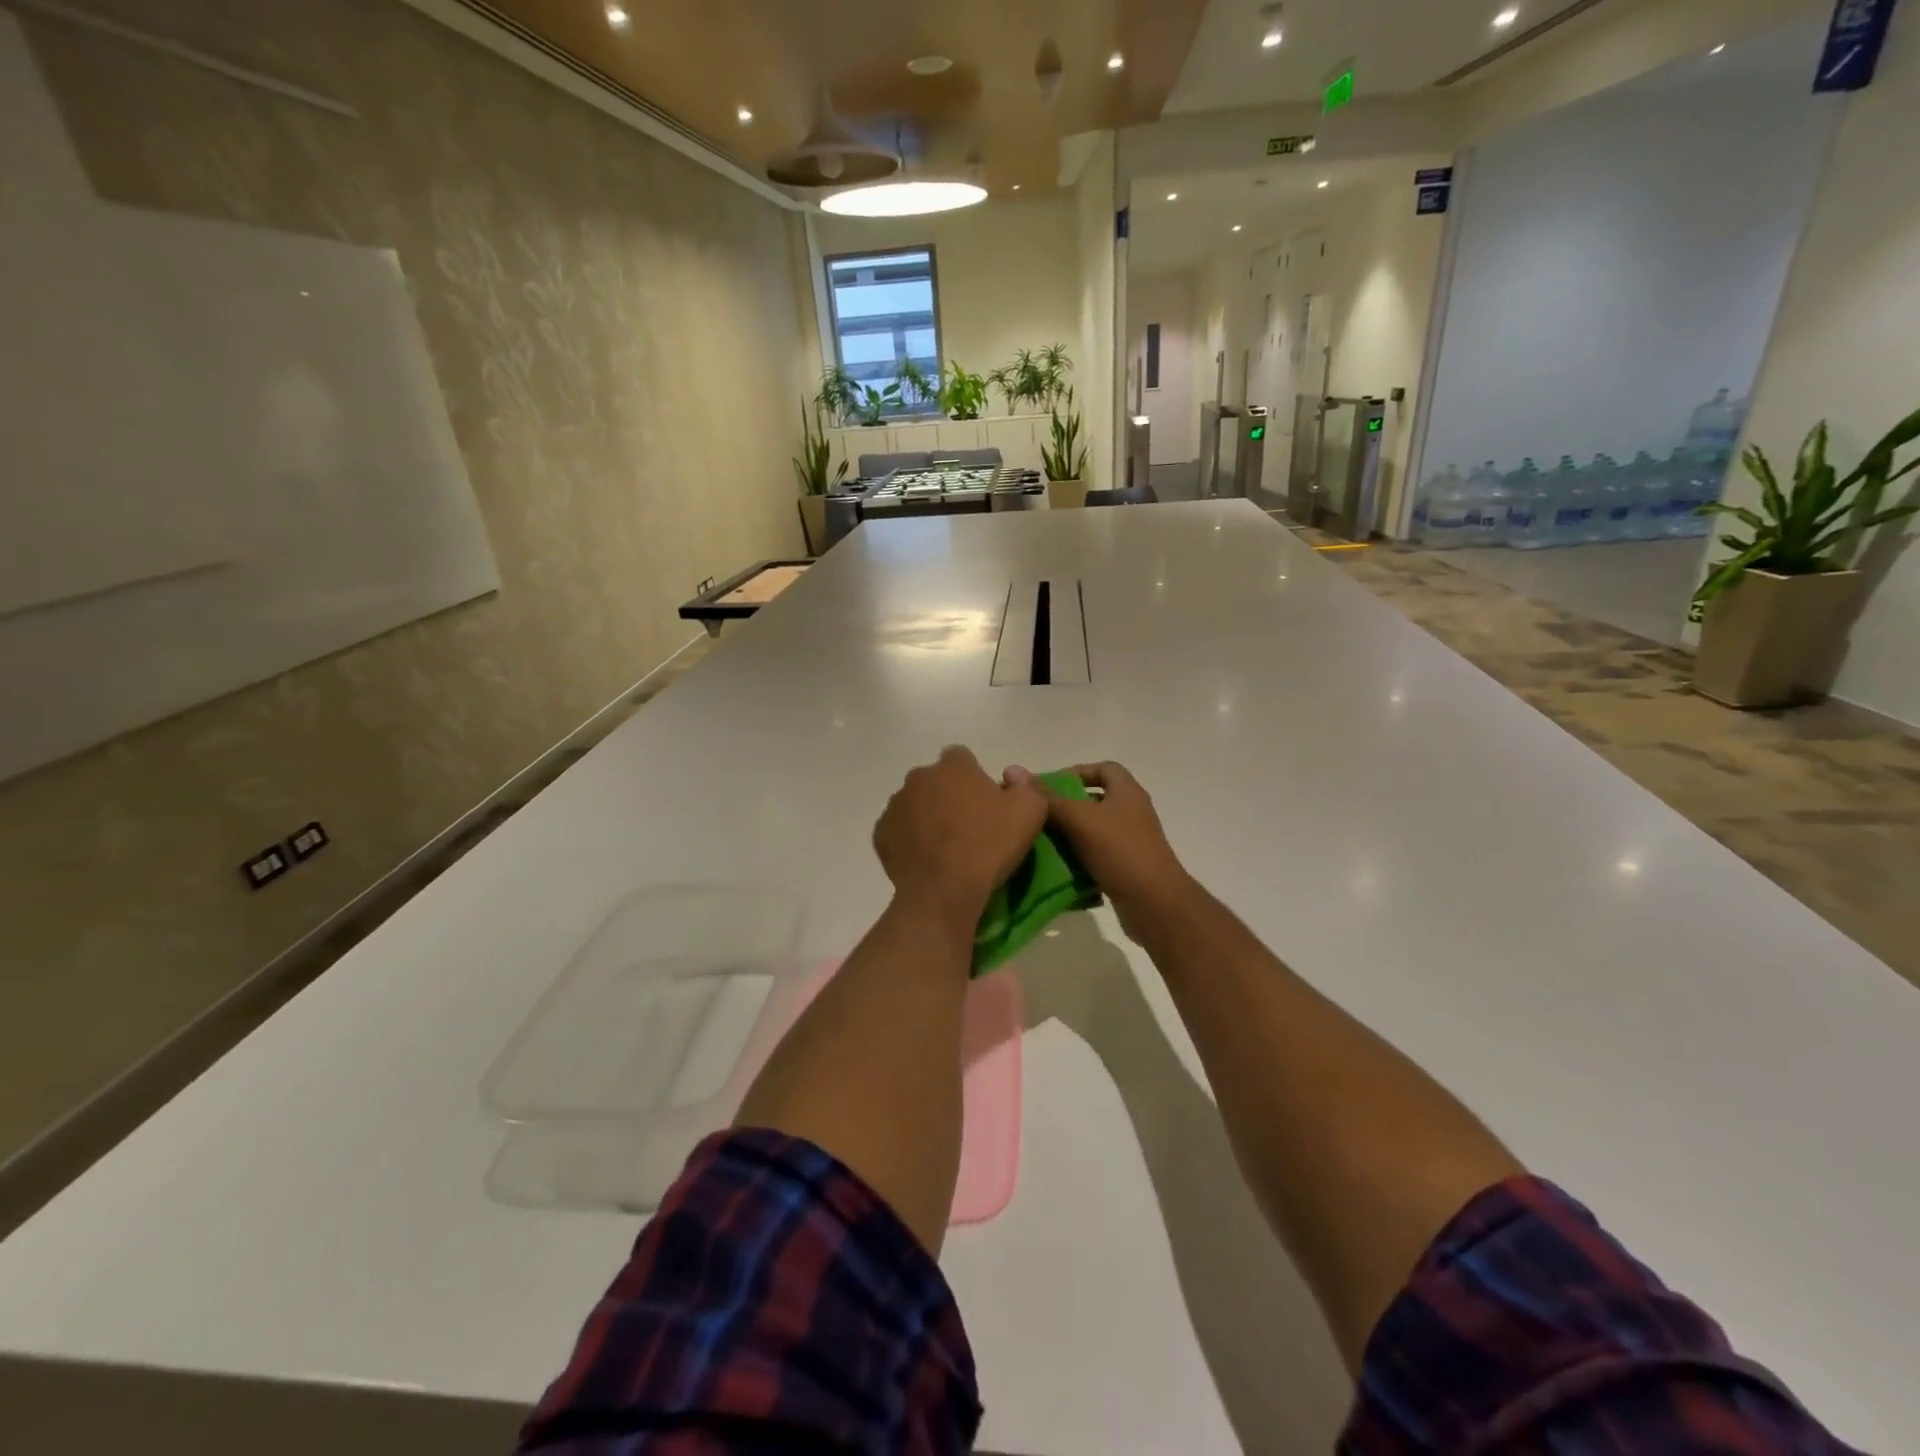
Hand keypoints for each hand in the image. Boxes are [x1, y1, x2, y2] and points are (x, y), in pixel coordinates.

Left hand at [874, 747, 1047, 931]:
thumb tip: (1012, 779)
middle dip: (948, 795)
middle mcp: (919, 777)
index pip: (962, 757)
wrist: (944, 891)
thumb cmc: (989, 845)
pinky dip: (910, 839)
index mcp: (953, 766)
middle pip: (936, 780)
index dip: (974, 777)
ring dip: (927, 816)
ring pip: (914, 804)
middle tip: (967, 826)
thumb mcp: (1031, 811)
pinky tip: (926, 859)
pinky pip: (898, 830)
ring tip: (945, 847)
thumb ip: (1026, 786)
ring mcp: (895, 805)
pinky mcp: (881, 833)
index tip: (986, 803)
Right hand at [1010, 761, 1191, 942]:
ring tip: (1040, 842)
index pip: (1103, 768)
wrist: (1155, 904)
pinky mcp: (1126, 867)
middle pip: (1095, 800)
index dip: (1076, 772)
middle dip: (1066, 806)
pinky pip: (1097, 856)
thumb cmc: (1120, 851)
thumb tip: (1014, 770)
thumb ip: (1047, 798)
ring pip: (1093, 830)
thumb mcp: (1079, 819)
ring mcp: (1131, 842)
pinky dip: (1078, 859)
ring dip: (1069, 835)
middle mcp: (1132, 812)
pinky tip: (1057, 867)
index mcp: (1127, 792)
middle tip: (1038, 815)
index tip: (1048, 787)